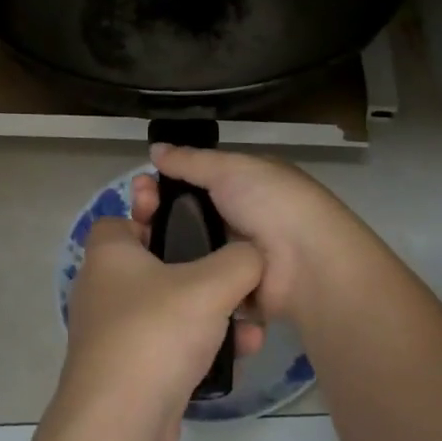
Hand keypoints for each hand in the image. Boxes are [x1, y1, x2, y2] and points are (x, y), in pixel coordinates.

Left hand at [55, 176, 262, 440]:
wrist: (121, 422)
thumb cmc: (156, 332)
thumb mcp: (211, 284)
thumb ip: (241, 259)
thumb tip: (255, 254)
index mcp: (109, 254)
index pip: (123, 218)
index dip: (155, 213)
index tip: (193, 220)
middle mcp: (104, 288)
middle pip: (154, 262)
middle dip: (197, 267)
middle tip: (232, 270)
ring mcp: (113, 332)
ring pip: (168, 307)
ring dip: (209, 312)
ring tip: (249, 320)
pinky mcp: (128, 371)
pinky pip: (169, 345)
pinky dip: (200, 346)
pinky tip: (239, 353)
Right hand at [147, 145, 388, 325]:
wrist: (308, 265)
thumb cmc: (273, 203)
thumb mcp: (231, 169)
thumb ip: (191, 161)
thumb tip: (154, 148)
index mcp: (245, 185)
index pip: (195, 180)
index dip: (166, 182)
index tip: (139, 187)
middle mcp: (241, 219)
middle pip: (188, 215)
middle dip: (159, 214)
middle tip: (133, 217)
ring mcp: (236, 257)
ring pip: (189, 249)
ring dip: (165, 247)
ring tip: (135, 246)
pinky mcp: (232, 292)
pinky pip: (199, 282)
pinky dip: (179, 279)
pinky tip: (150, 276)